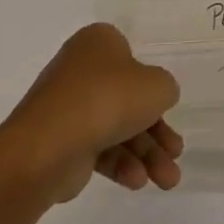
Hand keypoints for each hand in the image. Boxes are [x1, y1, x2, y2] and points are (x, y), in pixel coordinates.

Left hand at [0, 23, 183, 203]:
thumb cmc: (107, 98)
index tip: (164, 106)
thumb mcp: (155, 86)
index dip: (151, 84)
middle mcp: (81, 69)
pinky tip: (137, 181)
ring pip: (116, 127)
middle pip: (128, 100)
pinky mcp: (61, 140)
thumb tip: (157, 97)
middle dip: (156, 131)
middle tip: (176, 153)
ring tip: (167, 181)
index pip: (132, 60)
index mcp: (99, 42)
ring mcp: (68, 106)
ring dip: (145, 154)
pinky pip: (97, 148)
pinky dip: (120, 164)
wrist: (48, 144)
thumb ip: (165, 88)